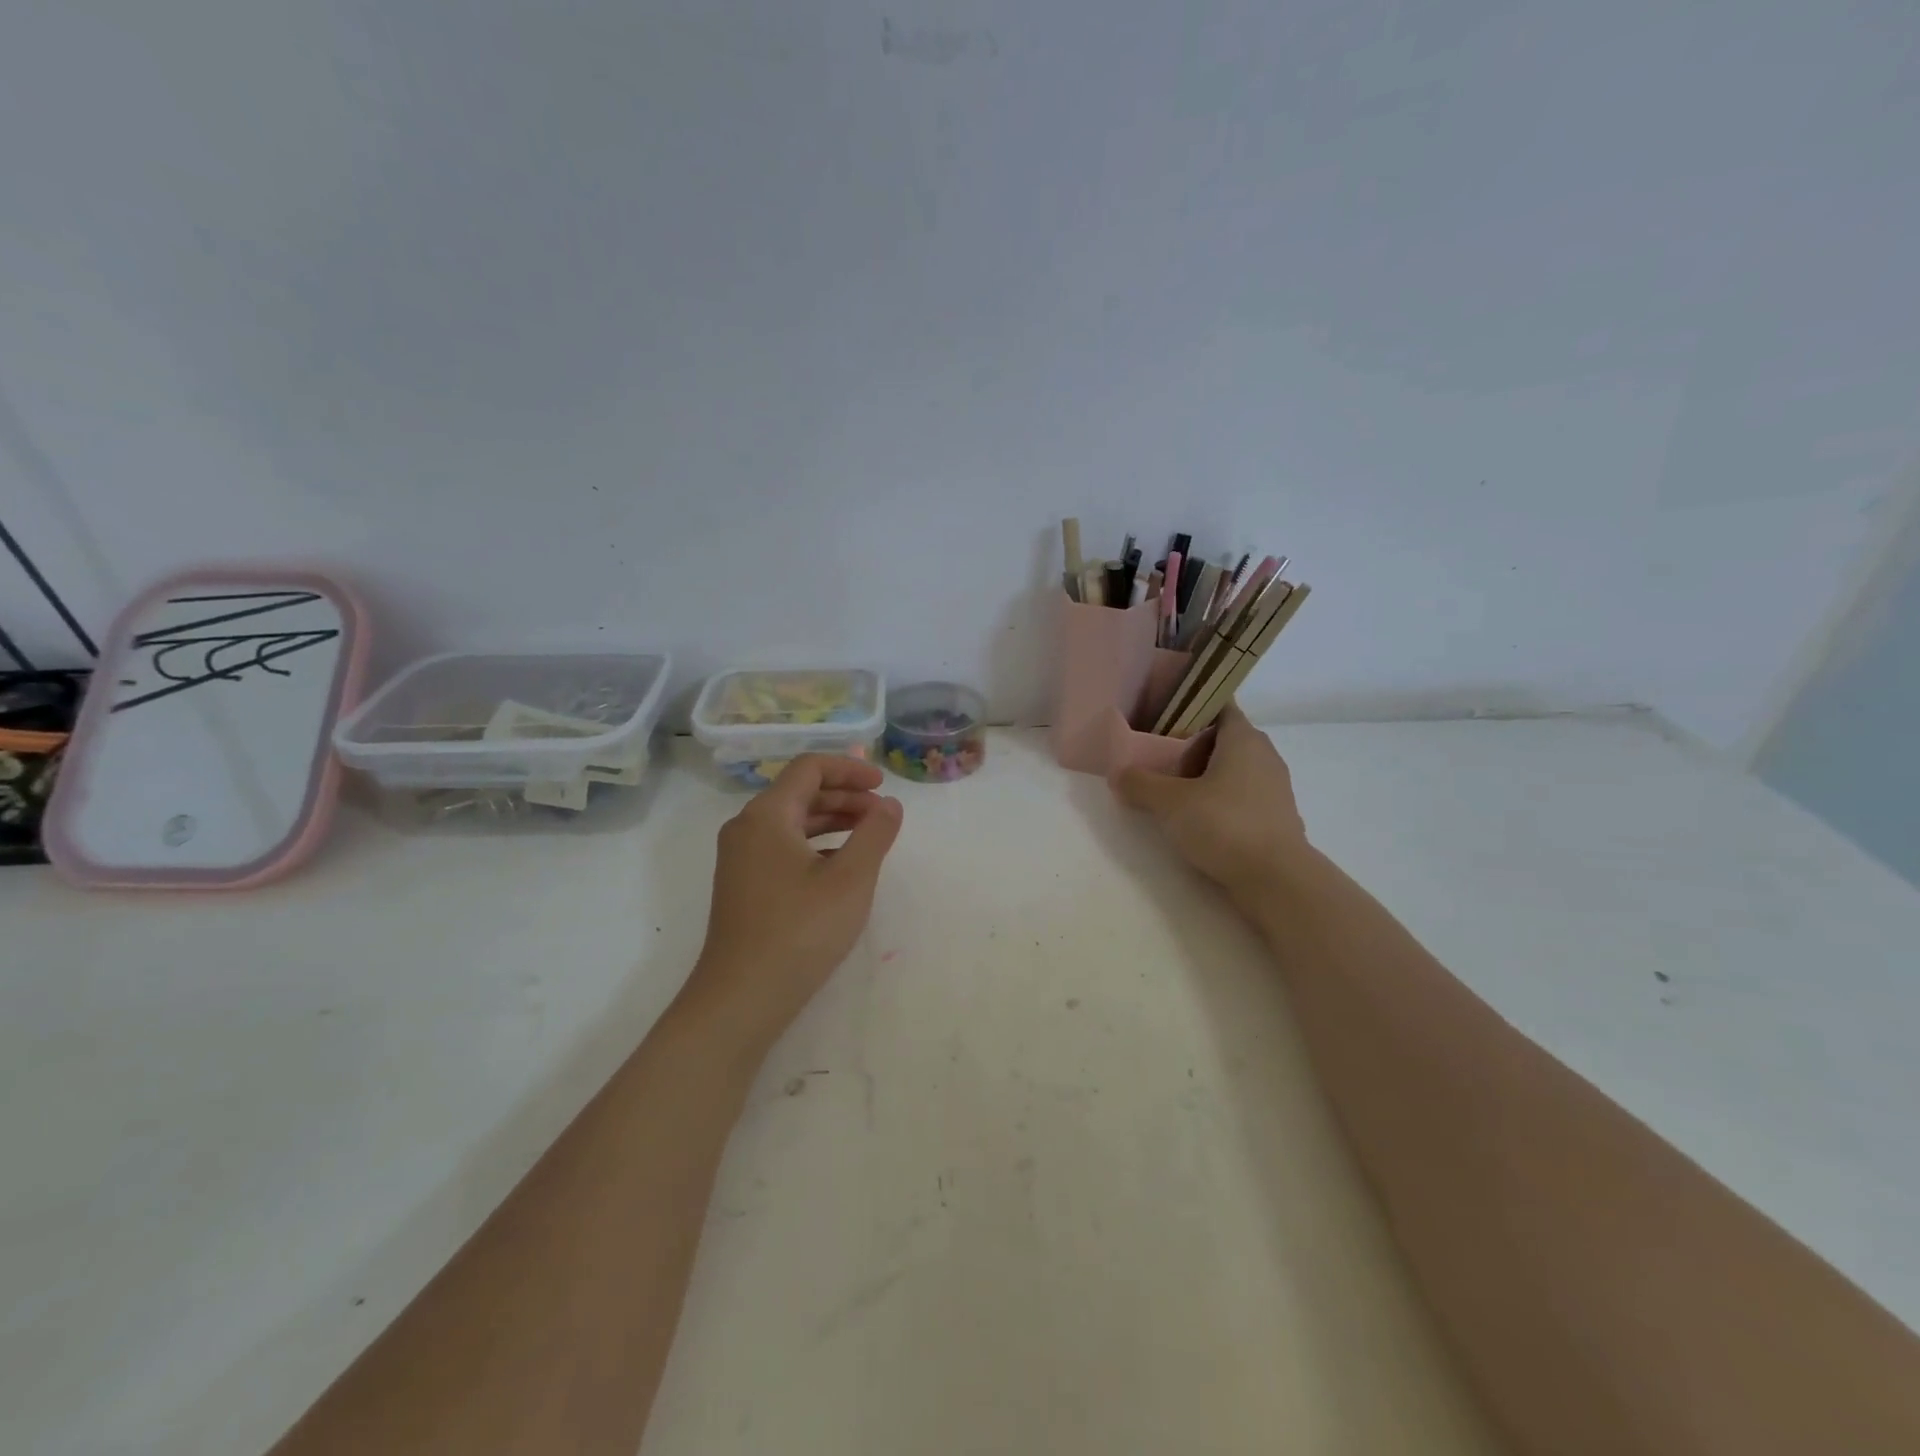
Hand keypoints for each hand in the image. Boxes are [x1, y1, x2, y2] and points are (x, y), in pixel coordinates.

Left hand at [683, 755, 903, 1051]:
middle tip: (883, 814)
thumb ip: (875, 833)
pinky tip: (840, 868)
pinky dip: (816, 845)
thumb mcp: (850, 879)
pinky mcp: (743, 886)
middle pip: (800, 792)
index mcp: (766, 815)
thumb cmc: (800, 930)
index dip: (850, 769)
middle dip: (845, 796)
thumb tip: (889, 805)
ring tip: (869, 836)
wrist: (741, 998)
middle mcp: (747, 828)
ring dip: (833, 821)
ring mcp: (740, 859)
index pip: (809, 768)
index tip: (883, 785)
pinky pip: (783, 847)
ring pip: (792, 821)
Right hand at [1111, 703, 1307, 905]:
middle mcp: (1264, 755)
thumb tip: (1118, 774)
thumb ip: (1140, 784)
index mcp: (1243, 738)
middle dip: (1190, 745)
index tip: (1162, 717)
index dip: (1191, 706)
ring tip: (1172, 791)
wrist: (1277, 880)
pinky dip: (1219, 800)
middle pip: (1222, 738)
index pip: (1219, 704)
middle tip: (1158, 758)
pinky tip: (1197, 819)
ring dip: (1204, 775)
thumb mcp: (1170, 802)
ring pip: (1232, 768)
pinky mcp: (1275, 817)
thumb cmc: (1224, 825)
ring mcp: (1274, 787)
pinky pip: (1241, 795)